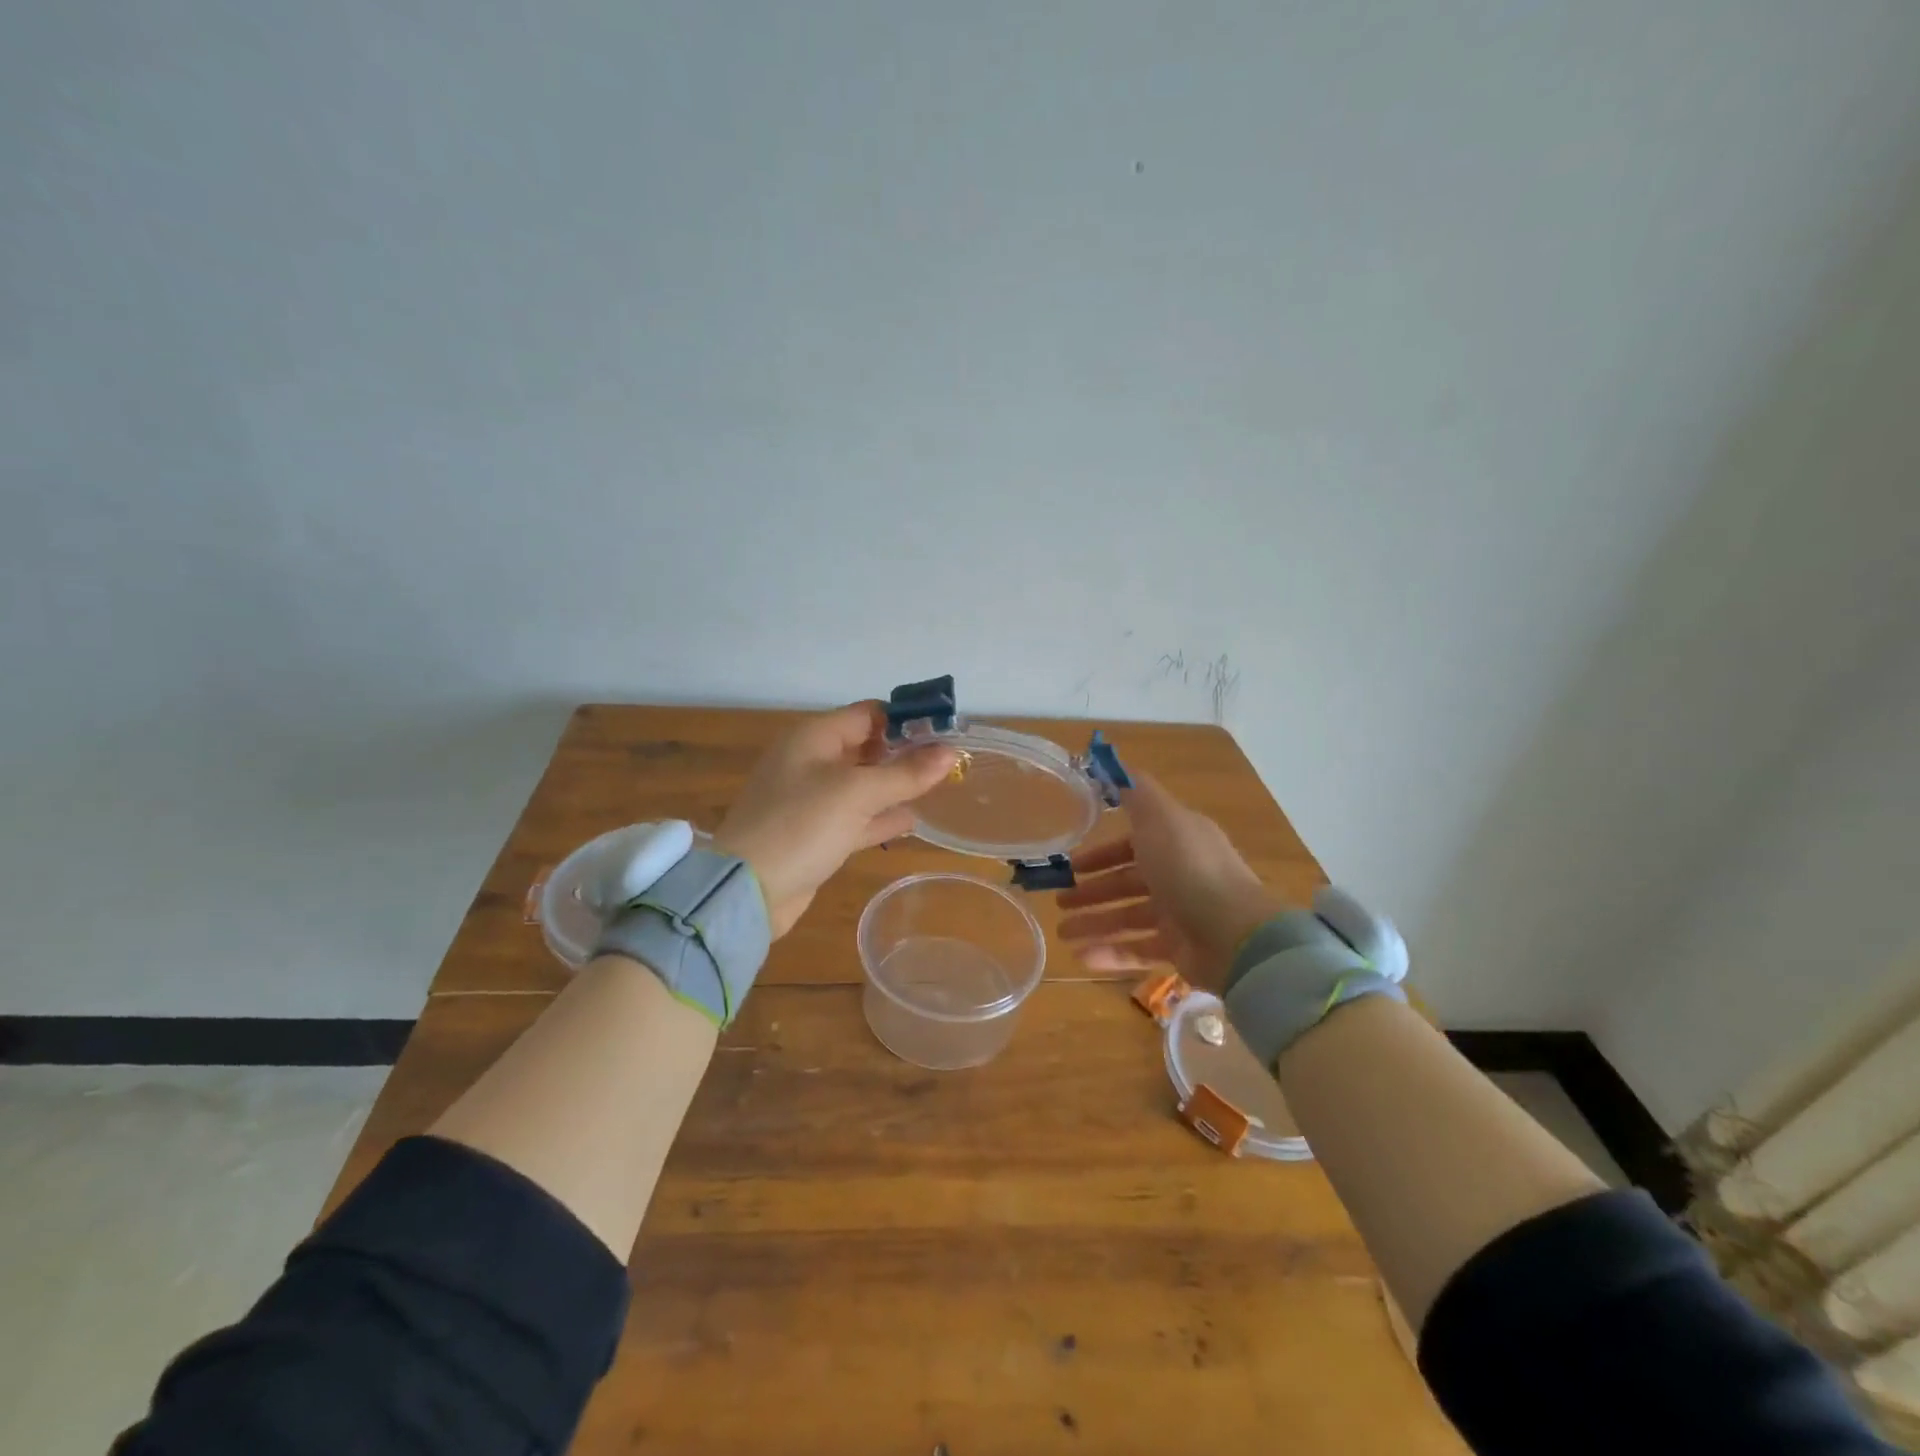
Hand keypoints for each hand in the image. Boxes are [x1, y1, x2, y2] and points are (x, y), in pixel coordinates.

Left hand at [714, 702, 956, 936]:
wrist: (747, 890)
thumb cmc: (801, 825)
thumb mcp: (857, 793)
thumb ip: (906, 773)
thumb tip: (950, 753)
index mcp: (814, 737)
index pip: (868, 714)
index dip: (906, 719)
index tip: (946, 731)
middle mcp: (811, 762)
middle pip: (866, 747)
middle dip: (904, 752)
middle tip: (949, 761)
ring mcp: (811, 800)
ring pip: (863, 784)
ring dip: (896, 785)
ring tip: (938, 786)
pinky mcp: (815, 835)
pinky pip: (856, 817)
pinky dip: (881, 817)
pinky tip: (912, 820)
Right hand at [1055, 773, 1285, 988]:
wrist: (1234, 935)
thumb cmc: (1189, 869)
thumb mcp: (1159, 817)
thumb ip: (1134, 790)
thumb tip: (1109, 762)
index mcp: (1177, 841)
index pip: (1133, 843)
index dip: (1102, 852)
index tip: (1072, 862)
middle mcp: (1179, 874)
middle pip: (1127, 882)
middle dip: (1091, 890)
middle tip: (1059, 901)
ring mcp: (1180, 914)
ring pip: (1127, 917)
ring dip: (1094, 922)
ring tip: (1061, 933)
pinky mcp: (1179, 949)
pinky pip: (1137, 950)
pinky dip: (1110, 952)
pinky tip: (1080, 956)